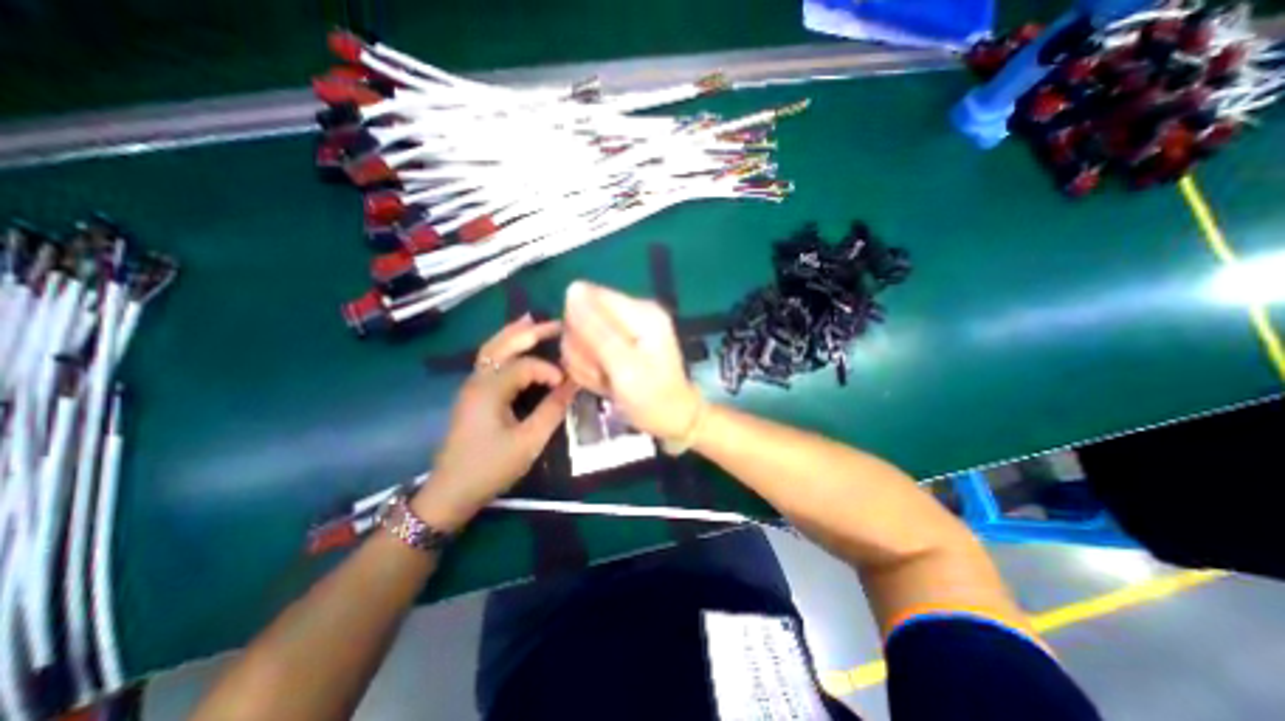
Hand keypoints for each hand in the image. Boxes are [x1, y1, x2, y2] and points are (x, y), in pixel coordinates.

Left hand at [413, 318, 575, 532]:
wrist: (450, 492)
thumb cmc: (490, 467)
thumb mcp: (528, 441)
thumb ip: (553, 409)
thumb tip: (574, 384)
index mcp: (489, 389)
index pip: (525, 365)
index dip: (550, 370)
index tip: (569, 385)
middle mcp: (477, 380)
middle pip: (502, 344)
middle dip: (530, 331)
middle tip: (557, 323)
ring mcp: (472, 386)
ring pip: (492, 349)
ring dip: (514, 334)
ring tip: (534, 322)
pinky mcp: (473, 395)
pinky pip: (490, 361)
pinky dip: (505, 348)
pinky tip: (518, 348)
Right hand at [564, 282, 702, 439]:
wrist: (671, 419)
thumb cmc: (653, 397)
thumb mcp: (624, 367)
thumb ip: (597, 330)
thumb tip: (572, 289)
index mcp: (640, 311)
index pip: (588, 296)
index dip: (580, 326)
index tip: (594, 355)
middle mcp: (631, 313)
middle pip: (581, 316)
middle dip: (584, 350)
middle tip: (603, 373)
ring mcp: (623, 329)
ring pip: (580, 336)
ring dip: (586, 363)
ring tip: (606, 380)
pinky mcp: (616, 344)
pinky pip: (586, 350)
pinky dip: (590, 369)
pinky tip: (605, 381)